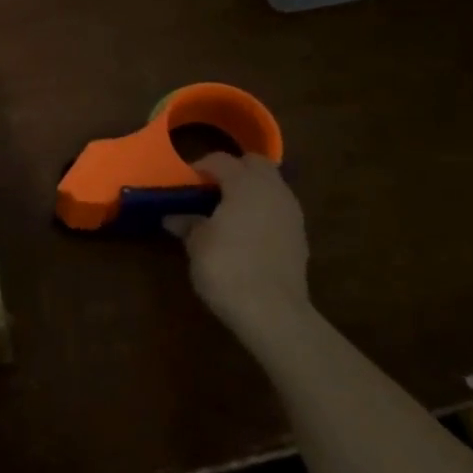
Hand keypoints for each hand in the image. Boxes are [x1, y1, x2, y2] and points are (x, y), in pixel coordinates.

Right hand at [165, 153, 310, 350]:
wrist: (272, 312)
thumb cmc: (227, 268)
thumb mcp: (197, 244)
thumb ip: (188, 224)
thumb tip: (173, 217)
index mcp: (245, 184)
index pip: (221, 160)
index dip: (200, 166)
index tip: (185, 181)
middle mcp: (273, 190)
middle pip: (255, 164)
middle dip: (233, 169)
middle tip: (210, 187)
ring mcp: (291, 213)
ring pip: (271, 185)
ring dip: (250, 189)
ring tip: (227, 209)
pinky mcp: (299, 236)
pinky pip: (278, 208)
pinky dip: (262, 210)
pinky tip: (246, 231)